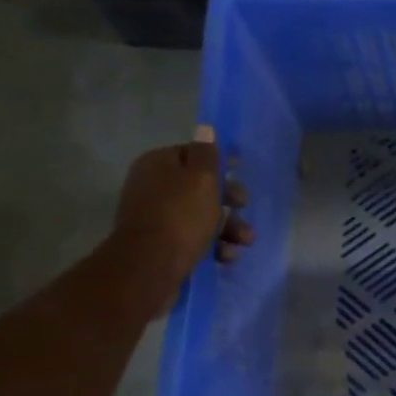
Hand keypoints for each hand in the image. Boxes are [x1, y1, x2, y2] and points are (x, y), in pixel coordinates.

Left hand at [115, 128, 253, 292]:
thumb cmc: (180, 216)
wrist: (150, 267)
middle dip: (228, 200)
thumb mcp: (201, 179)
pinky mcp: (163, 246)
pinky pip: (194, 240)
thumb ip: (207, 153)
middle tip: (243, 207)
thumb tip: (206, 127)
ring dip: (228, 228)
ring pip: (201, 217)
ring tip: (245, 241)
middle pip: (199, 188)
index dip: (218, 162)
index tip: (240, 170)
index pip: (192, 154)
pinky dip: (213, 246)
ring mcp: (157, 219)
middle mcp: (153, 188)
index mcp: (158, 164)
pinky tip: (226, 256)